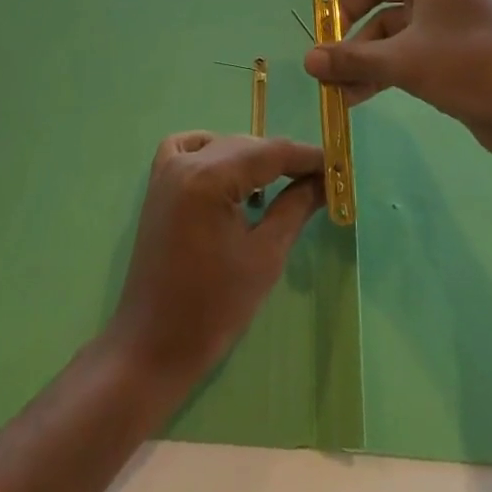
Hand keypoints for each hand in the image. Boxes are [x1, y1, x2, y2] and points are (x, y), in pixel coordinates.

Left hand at [106, 133, 325, 390]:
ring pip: (221, 146)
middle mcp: (186, 162)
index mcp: (210, 178)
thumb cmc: (213, 308)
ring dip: (252, 158)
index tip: (338, 166)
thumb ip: (295, 207)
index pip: (270, 152)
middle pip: (246, 145)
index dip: (307, 156)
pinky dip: (212, 151)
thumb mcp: (265, 256)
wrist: (153, 346)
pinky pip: (187, 149)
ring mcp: (167, 171)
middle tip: (318, 180)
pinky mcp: (158, 186)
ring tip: (280, 184)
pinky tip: (229, 174)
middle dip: (284, 159)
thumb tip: (324, 180)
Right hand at [301, 0, 491, 156]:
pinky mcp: (451, 53)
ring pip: (392, 24)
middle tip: (328, 41)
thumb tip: (307, 61)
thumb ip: (352, 58)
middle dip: (351, 15)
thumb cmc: (469, 67)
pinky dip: (382, 67)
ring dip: (362, 51)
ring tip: (335, 84)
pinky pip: (405, 50)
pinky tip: (356, 97)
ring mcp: (446, 21)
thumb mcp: (404, 61)